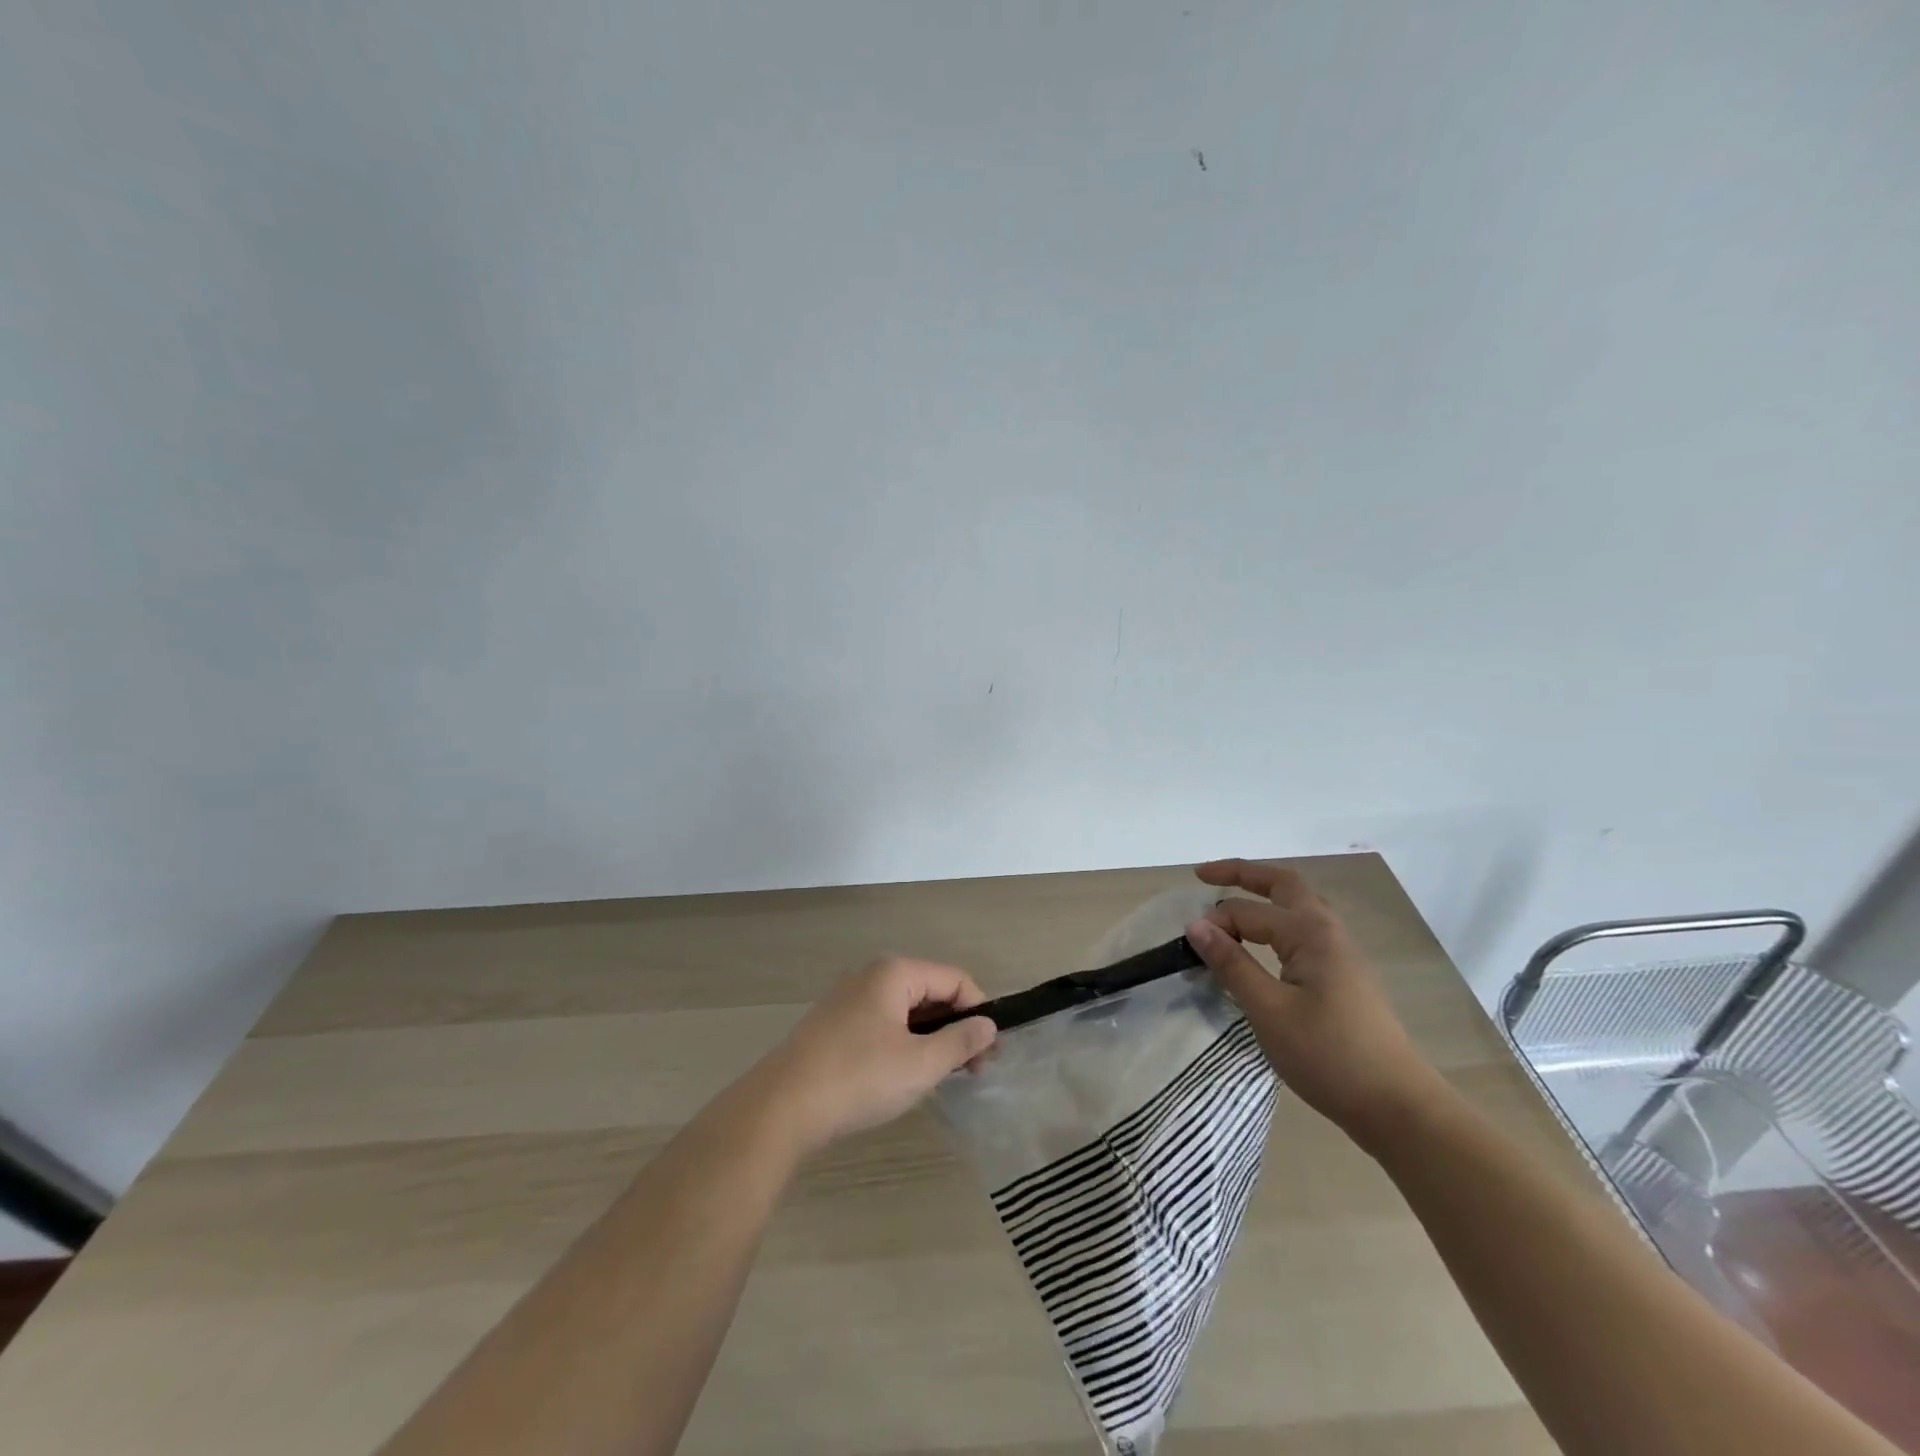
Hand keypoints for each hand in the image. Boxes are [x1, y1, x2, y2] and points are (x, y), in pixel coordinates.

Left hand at [754, 958, 996, 1156]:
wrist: (781, 1108)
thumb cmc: (859, 1078)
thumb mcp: (920, 1064)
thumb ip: (960, 1041)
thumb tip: (988, 1025)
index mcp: (894, 972)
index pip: (955, 979)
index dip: (979, 1013)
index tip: (990, 1054)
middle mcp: (871, 975)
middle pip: (930, 991)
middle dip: (955, 1026)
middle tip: (971, 1070)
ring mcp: (848, 999)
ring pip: (906, 1010)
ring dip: (930, 1038)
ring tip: (941, 1076)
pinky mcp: (833, 1025)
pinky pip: (883, 1024)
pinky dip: (903, 1043)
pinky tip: (903, 1076)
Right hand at [1185, 859, 1444, 1153]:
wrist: (1397, 1106)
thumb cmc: (1328, 1056)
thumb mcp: (1268, 1010)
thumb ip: (1231, 964)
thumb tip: (1196, 925)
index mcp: (1310, 933)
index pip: (1248, 911)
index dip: (1215, 924)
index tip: (1188, 948)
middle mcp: (1328, 931)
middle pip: (1283, 883)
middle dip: (1243, 874)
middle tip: (1203, 875)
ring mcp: (1342, 953)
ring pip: (1299, 904)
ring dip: (1264, 894)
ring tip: (1232, 901)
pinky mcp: (1346, 975)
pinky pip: (1306, 928)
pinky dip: (1278, 919)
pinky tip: (1266, 940)